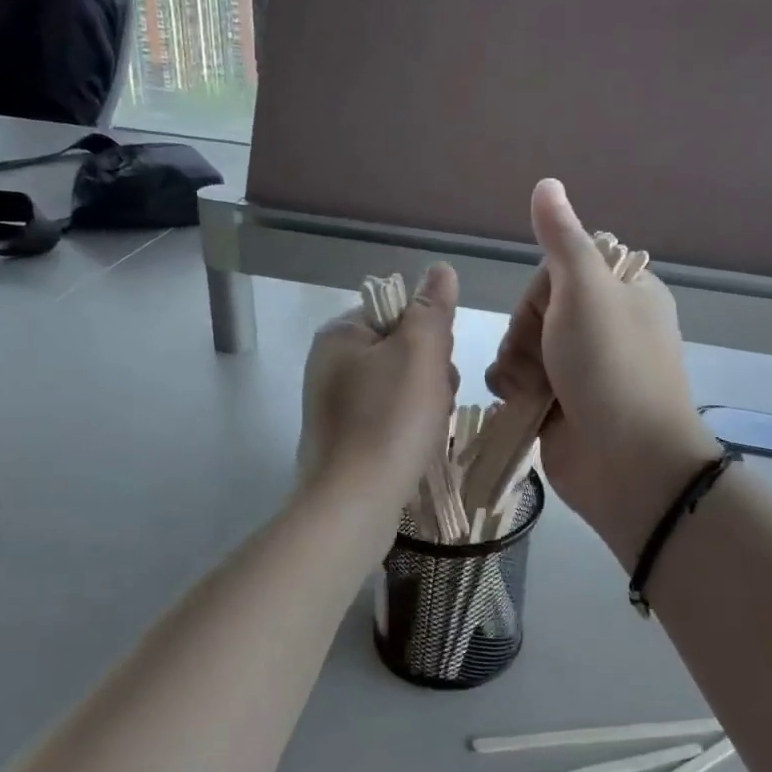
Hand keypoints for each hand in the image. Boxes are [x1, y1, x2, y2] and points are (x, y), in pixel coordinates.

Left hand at [299, 263, 459, 512]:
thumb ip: (432, 308)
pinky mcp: (344, 439)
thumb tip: (441, 270)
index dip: (429, 334)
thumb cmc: (390, 419)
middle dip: (430, 372)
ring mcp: (334, 404)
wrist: (355, 502)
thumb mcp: (419, 352)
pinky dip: (408, 427)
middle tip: (435, 400)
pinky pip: (389, 417)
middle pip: (402, 350)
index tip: (439, 363)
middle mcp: (330, 365)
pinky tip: (416, 446)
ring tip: (428, 428)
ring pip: (401, 386)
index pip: (397, 312)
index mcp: (339, 335)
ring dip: (426, 402)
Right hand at [486, 180, 719, 568]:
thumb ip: (562, 239)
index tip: (553, 311)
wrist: (626, 464)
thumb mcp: (586, 292)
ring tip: (533, 390)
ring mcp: (582, 369)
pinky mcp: (561, 403)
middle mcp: (605, 327)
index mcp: (625, 293)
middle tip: (546, 357)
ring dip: (517, 364)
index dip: (544, 289)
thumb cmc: (610, 368)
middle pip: (537, 308)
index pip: (562, 268)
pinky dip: (514, 389)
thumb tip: (547, 183)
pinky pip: (519, 380)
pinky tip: (521, 403)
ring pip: (522, 345)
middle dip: (528, 333)